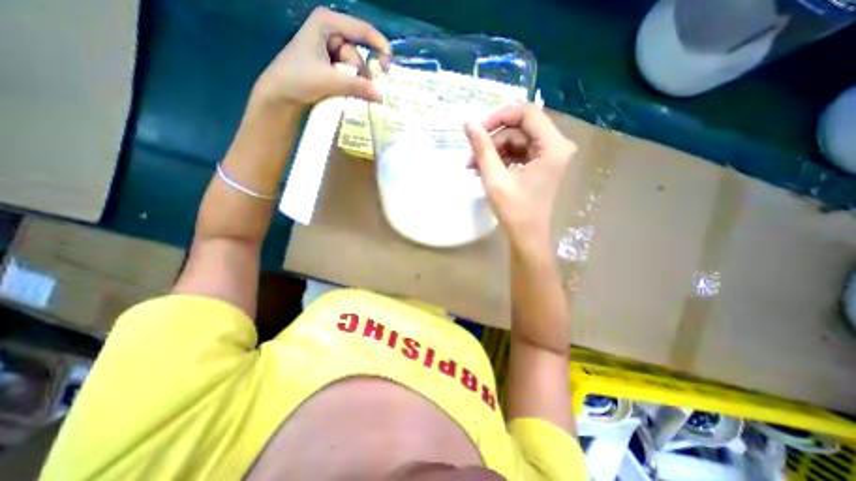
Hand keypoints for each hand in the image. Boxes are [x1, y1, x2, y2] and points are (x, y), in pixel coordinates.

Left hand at [252, 7, 389, 107]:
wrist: (280, 96)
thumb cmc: (298, 79)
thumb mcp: (330, 81)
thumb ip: (357, 86)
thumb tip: (381, 96)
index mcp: (327, 23)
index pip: (362, 30)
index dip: (379, 46)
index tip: (389, 66)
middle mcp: (330, 33)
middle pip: (358, 54)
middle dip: (358, 73)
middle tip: (352, 87)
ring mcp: (330, 50)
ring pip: (355, 68)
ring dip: (353, 82)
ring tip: (340, 91)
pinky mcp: (330, 66)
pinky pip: (350, 75)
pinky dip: (351, 85)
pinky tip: (345, 92)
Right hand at [466, 103, 577, 251]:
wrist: (527, 236)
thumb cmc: (514, 210)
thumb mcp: (495, 178)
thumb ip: (482, 149)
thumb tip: (468, 123)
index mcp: (552, 146)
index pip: (527, 113)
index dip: (500, 117)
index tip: (478, 130)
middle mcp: (556, 146)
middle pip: (521, 129)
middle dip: (494, 140)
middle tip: (471, 156)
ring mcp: (550, 156)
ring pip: (518, 140)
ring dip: (494, 151)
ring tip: (474, 166)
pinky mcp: (542, 164)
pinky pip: (520, 152)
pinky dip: (502, 159)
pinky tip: (486, 169)